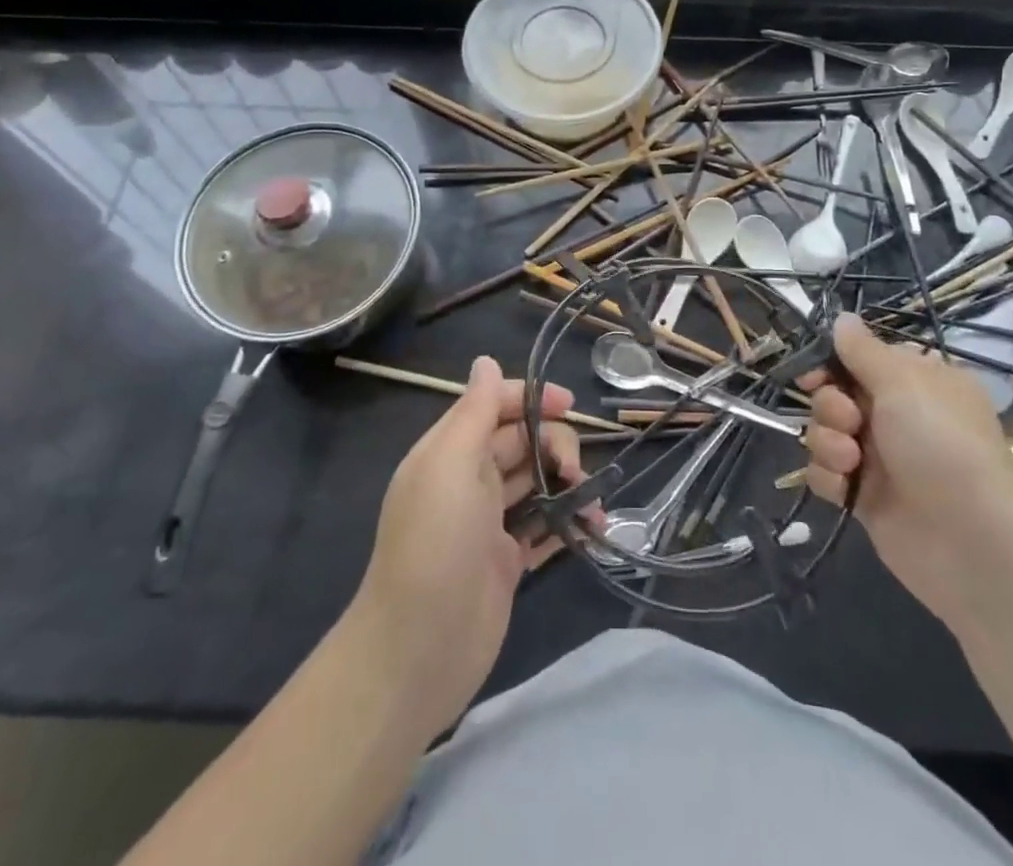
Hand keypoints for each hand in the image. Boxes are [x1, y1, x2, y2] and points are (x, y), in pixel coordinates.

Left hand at [346, 359, 581, 739]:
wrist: (418, 650)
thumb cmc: (436, 542)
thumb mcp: (451, 463)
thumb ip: (474, 411)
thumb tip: (485, 361)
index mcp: (449, 452)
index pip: (493, 407)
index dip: (530, 399)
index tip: (570, 404)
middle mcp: (468, 482)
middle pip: (521, 443)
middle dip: (555, 444)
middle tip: (575, 470)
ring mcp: (488, 525)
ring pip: (536, 484)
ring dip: (568, 484)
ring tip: (593, 505)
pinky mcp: (506, 564)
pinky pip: (544, 530)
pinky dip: (568, 524)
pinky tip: (593, 529)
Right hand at [802, 314, 1012, 618]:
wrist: (969, 541)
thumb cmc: (940, 443)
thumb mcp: (903, 382)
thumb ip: (863, 350)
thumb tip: (843, 318)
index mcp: (916, 381)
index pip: (861, 358)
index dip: (831, 363)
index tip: (814, 372)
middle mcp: (898, 415)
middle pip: (834, 394)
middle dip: (831, 406)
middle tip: (850, 421)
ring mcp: (879, 457)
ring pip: (825, 432)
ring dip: (828, 442)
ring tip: (851, 462)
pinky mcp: (864, 496)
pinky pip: (825, 473)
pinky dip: (829, 477)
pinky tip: (846, 488)